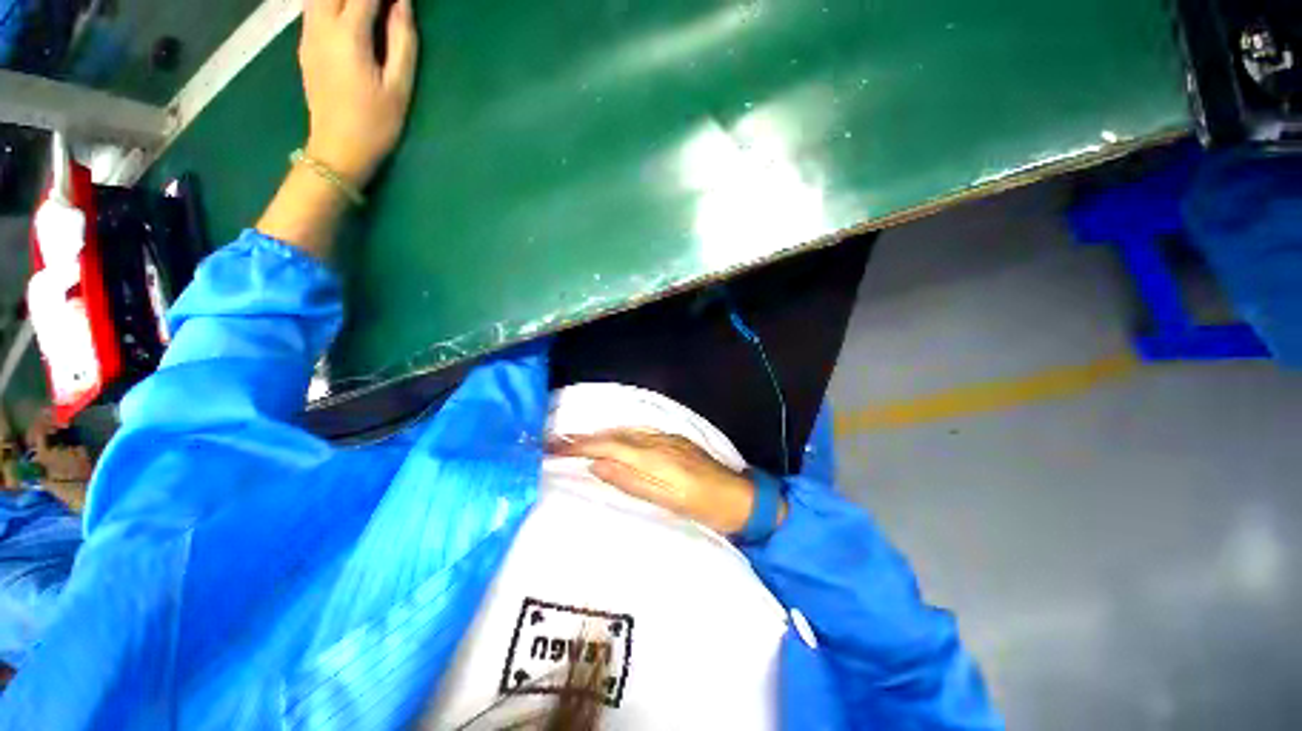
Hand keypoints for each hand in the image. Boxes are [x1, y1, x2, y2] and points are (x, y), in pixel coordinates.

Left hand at [299, 0, 417, 187]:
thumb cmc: (376, 124)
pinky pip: (314, 7)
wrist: (338, 149)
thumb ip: (402, 42)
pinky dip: (332, 2)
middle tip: (384, 4)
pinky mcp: (305, 44)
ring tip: (367, 9)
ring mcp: (308, 34)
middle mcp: (321, 26)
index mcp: (348, 35)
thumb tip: (403, 3)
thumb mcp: (399, 87)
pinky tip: (348, 13)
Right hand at [548, 429, 785, 535]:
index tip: (553, 446)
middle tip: (556, 444)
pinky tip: (614, 443)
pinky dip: (618, 437)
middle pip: (614, 435)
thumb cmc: (706, 506)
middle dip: (584, 438)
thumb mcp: (670, 501)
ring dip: (600, 435)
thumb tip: (598, 465)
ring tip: (577, 443)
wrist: (744, 497)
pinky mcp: (675, 442)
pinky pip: (638, 434)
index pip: (609, 445)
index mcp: (654, 456)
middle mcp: (658, 440)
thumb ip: (633, 481)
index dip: (579, 445)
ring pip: (625, 432)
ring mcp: (668, 438)